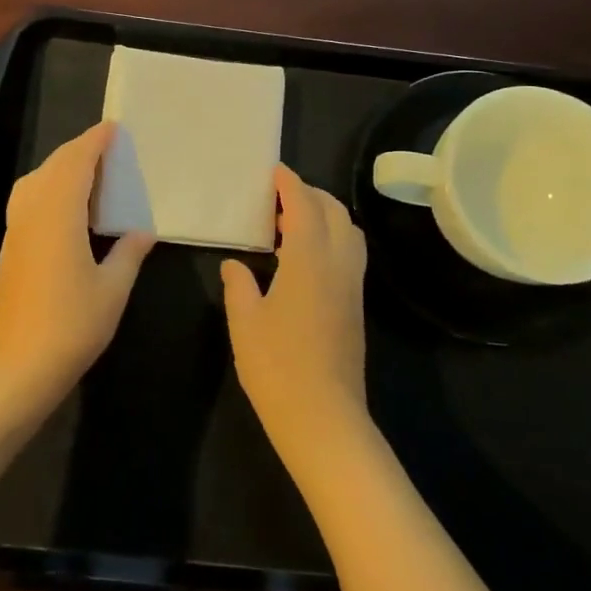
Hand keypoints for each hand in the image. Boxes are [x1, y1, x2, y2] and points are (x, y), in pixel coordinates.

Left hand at [0, 122, 155, 412]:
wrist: (19, 365)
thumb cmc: (72, 325)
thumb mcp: (113, 289)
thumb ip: (128, 253)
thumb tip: (142, 232)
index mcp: (58, 214)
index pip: (75, 163)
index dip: (94, 142)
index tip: (113, 128)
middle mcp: (32, 213)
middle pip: (52, 167)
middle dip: (78, 151)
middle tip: (108, 149)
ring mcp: (16, 231)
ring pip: (35, 182)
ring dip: (61, 169)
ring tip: (90, 175)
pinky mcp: (11, 248)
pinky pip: (28, 200)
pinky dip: (49, 188)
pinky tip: (68, 209)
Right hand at [221, 165, 369, 461]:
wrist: (324, 419)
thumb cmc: (277, 367)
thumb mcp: (245, 323)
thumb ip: (239, 286)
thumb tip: (235, 265)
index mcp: (308, 261)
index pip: (304, 207)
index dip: (290, 185)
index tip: (275, 171)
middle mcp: (338, 266)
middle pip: (335, 213)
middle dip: (311, 195)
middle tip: (280, 195)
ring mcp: (352, 287)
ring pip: (349, 233)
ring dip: (325, 216)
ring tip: (291, 222)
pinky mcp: (355, 308)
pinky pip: (349, 255)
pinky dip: (331, 239)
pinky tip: (303, 258)